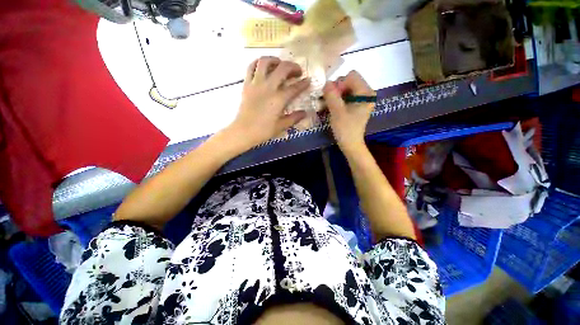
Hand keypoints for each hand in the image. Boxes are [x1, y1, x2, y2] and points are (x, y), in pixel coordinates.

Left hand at [228, 56, 309, 148]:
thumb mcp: (281, 126)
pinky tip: (264, 66)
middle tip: (298, 72)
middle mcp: (268, 87)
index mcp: (279, 99)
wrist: (244, 131)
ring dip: (275, 60)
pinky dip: (258, 63)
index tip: (308, 80)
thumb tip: (305, 113)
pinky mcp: (246, 84)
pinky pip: (251, 67)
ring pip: (265, 62)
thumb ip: (294, 118)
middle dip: (293, 67)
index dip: (303, 83)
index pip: (294, 87)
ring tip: (281, 64)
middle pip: (283, 69)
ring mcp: (256, 84)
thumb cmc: (263, 131)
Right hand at [323, 70, 375, 153]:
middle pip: (349, 80)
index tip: (333, 98)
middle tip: (331, 102)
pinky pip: (346, 95)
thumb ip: (331, 95)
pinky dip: (339, 99)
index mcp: (366, 92)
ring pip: (346, 88)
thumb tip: (326, 82)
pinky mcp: (358, 104)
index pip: (351, 76)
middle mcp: (367, 92)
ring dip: (336, 94)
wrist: (350, 144)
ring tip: (331, 105)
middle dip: (337, 89)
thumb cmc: (345, 129)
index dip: (339, 84)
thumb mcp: (337, 112)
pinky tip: (335, 107)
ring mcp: (362, 98)